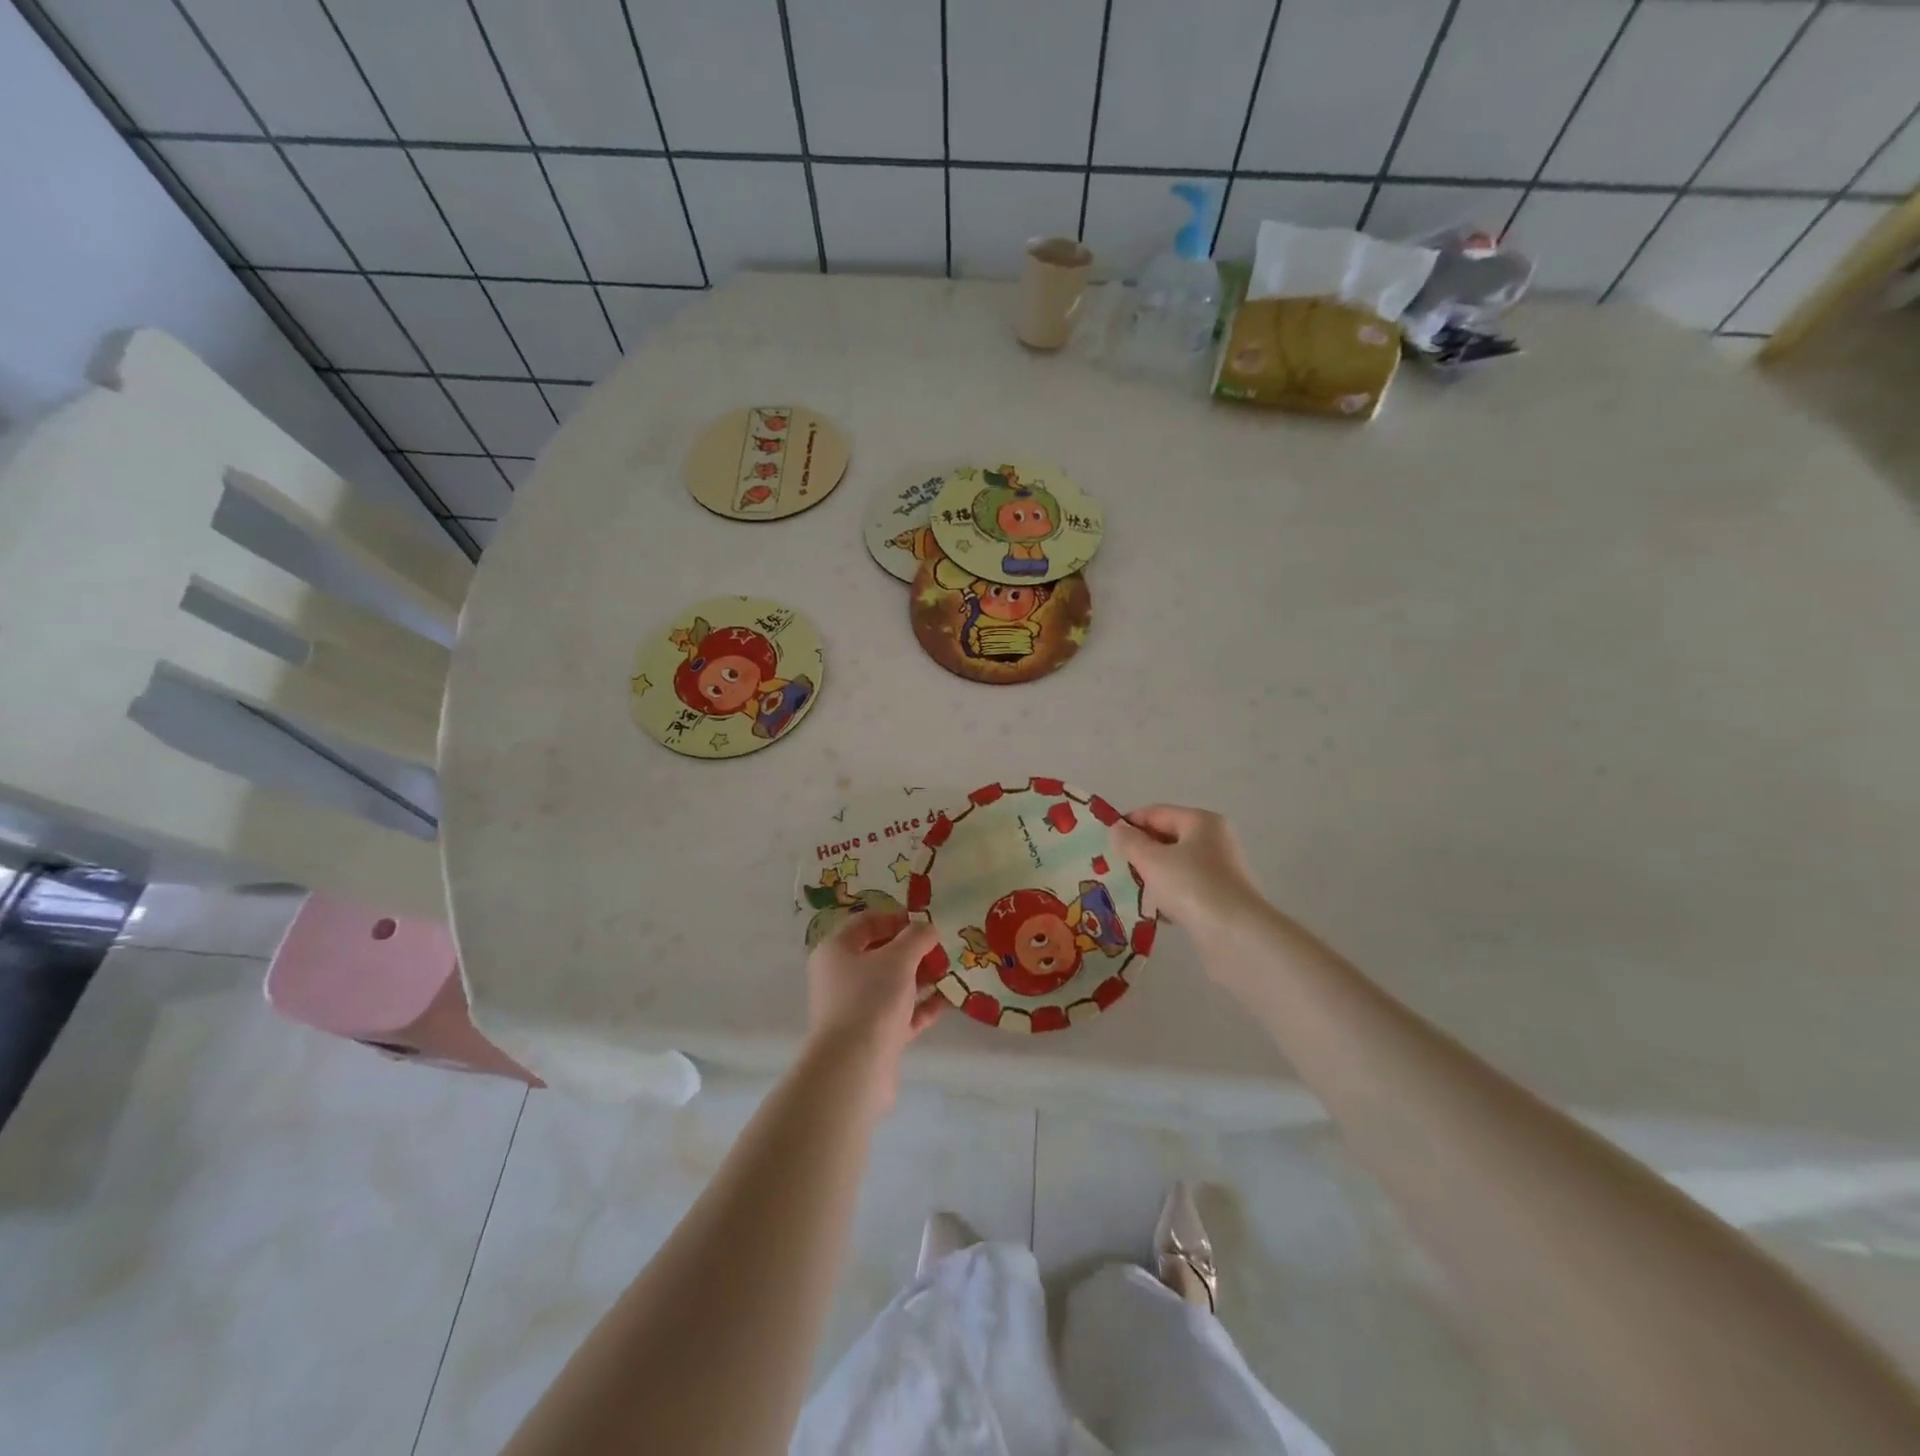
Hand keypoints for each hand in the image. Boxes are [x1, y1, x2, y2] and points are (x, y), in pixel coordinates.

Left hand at [805, 910, 943, 1109]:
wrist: (854, 1069)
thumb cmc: (871, 1000)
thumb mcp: (899, 959)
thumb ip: (917, 937)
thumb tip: (927, 928)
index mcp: (836, 951)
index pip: (866, 923)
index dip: (896, 918)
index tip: (925, 922)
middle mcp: (841, 977)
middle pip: (880, 954)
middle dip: (914, 950)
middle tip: (943, 948)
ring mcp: (856, 1009)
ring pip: (892, 985)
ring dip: (921, 977)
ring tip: (951, 972)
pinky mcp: (872, 1037)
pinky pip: (900, 1014)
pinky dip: (922, 1006)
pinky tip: (948, 1001)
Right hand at [1110, 805, 1268, 941]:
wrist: (1236, 935)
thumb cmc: (1191, 886)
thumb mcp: (1151, 860)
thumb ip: (1130, 842)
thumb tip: (1117, 829)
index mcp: (1201, 821)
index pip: (1156, 812)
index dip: (1128, 823)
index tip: (1104, 841)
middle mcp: (1215, 840)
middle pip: (1167, 838)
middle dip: (1140, 852)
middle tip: (1113, 867)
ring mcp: (1221, 870)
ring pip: (1176, 866)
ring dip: (1152, 876)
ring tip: (1128, 890)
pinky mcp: (1221, 898)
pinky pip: (1186, 889)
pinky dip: (1169, 895)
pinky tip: (1153, 911)